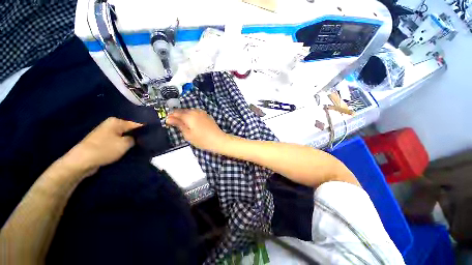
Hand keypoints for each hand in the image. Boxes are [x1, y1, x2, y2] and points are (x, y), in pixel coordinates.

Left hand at [59, 117, 141, 177]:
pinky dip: (123, 145)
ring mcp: (106, 133)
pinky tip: (130, 149)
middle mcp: (111, 125)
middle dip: (138, 136)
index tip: (154, 136)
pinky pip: (118, 141)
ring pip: (124, 136)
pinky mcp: (103, 141)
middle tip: (148, 142)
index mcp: (116, 121)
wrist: (82, 161)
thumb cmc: (105, 149)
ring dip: (131, 141)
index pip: (136, 124)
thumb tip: (138, 137)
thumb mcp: (125, 143)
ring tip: (141, 146)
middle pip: (130, 130)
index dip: (146, 130)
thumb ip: (135, 139)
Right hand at [166, 109, 227, 151]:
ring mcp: (202, 112)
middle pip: (183, 111)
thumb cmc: (202, 140)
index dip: (171, 116)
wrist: (218, 139)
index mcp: (189, 116)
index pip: (176, 112)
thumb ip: (179, 124)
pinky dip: (192, 116)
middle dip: (177, 115)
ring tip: (183, 123)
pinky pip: (196, 113)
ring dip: (185, 115)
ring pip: (190, 111)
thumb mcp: (188, 134)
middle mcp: (195, 111)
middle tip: (174, 123)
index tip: (167, 121)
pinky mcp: (207, 115)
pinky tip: (192, 122)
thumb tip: (168, 118)